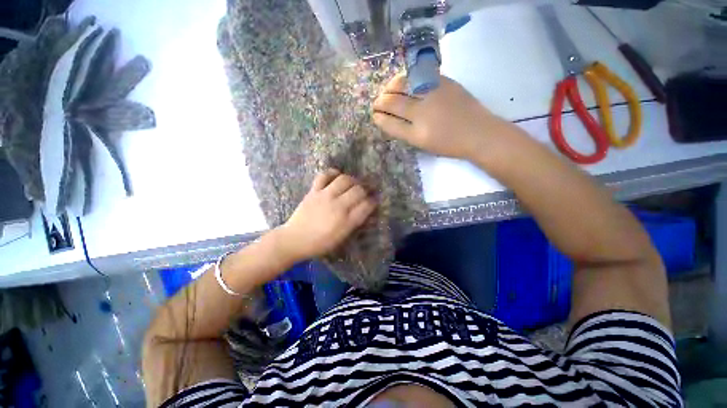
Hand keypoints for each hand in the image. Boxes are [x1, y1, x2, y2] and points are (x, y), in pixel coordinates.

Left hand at [277, 169, 376, 260]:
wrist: (295, 240)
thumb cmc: (320, 243)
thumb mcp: (342, 237)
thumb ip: (355, 222)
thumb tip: (365, 209)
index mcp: (346, 221)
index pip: (367, 205)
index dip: (373, 202)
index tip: (373, 201)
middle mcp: (338, 206)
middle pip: (358, 190)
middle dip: (365, 190)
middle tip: (365, 192)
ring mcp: (325, 196)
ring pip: (344, 180)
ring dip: (352, 180)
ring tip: (353, 184)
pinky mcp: (314, 191)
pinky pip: (324, 175)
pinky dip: (332, 173)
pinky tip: (337, 176)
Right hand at [372, 74, 504, 158]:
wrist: (478, 132)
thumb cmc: (449, 144)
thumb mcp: (423, 145)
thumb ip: (405, 132)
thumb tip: (389, 119)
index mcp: (417, 133)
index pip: (391, 124)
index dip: (380, 118)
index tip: (374, 115)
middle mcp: (423, 112)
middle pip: (394, 102)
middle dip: (381, 102)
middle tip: (376, 103)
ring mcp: (433, 94)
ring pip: (404, 85)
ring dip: (390, 87)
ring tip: (387, 90)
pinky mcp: (443, 82)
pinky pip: (419, 76)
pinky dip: (407, 78)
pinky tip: (403, 81)